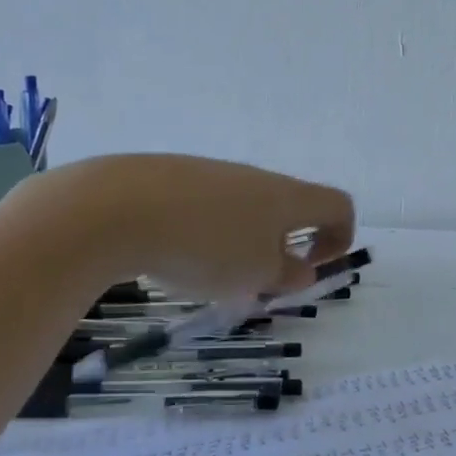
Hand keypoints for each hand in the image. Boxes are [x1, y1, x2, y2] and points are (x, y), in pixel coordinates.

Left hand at [32, 153, 355, 299]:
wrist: (117, 207)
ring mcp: (212, 172)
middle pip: (288, 207)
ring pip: (244, 208)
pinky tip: (173, 254)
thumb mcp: (255, 275)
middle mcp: (255, 177)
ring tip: (208, 275)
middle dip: (281, 247)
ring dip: (241, 242)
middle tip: (254, 282)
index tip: (309, 269)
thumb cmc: (205, 246)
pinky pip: (206, 205)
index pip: (338, 205)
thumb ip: (286, 274)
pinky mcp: (173, 176)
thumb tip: (301, 268)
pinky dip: (204, 232)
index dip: (339, 238)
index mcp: (286, 197)